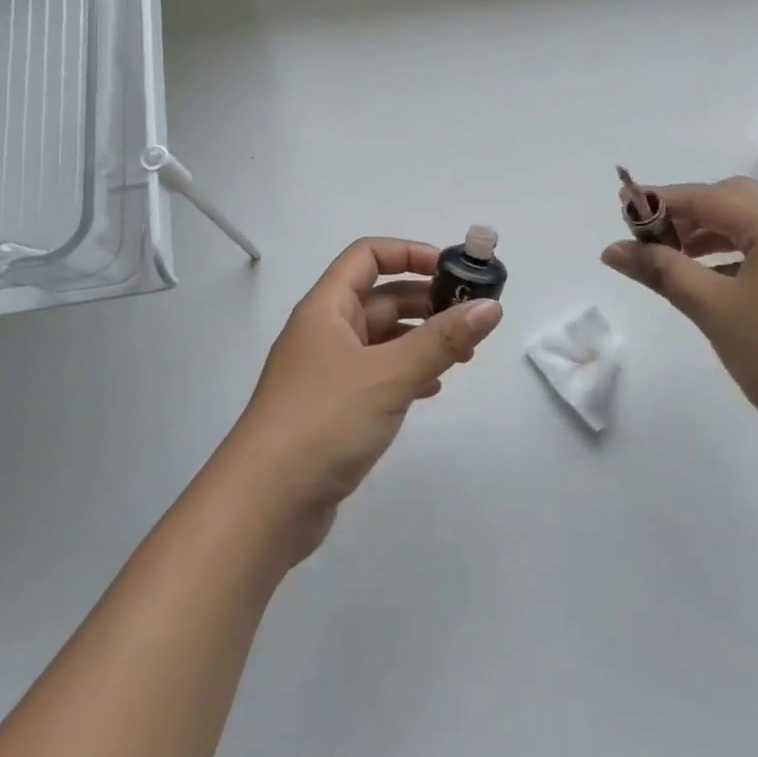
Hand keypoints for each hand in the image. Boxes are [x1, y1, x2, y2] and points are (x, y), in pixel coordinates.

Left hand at [223, 238, 502, 560]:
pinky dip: (405, 374)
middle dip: (424, 300)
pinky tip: (431, 389)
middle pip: (378, 298)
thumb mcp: (389, 374)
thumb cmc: (324, 421)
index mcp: (326, 309)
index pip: (367, 256)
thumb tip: (492, 307)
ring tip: (462, 354)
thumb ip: (443, 340)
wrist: (265, 503)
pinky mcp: (332, 410)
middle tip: (470, 316)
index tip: (451, 270)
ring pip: (380, 340)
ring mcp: (326, 374)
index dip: (409, 253)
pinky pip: (376, 376)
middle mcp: (323, 333)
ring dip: (419, 339)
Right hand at [601, 177, 757, 454]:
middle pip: (733, 200)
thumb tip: (613, 249)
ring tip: (672, 259)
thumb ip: (662, 271)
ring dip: (709, 234)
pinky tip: (710, 282)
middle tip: (649, 237)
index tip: (621, 208)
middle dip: (687, 213)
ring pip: (751, 226)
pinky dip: (731, 255)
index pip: (708, 197)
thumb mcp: (713, 309)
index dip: (661, 200)